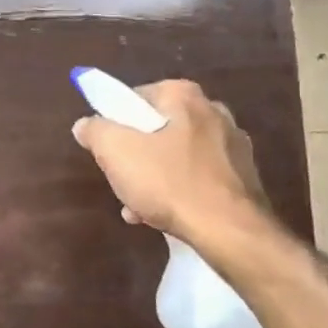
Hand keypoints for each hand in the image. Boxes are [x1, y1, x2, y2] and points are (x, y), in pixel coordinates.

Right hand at [71, 79, 272, 241]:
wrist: (230, 230)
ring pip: (177, 155)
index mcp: (184, 96)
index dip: (114, 122)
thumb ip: (95, 131)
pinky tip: (163, 216)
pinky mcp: (243, 176)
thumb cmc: (170, 182)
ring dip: (154, 177)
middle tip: (122, 179)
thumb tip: (85, 124)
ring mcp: (233, 144)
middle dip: (135, 154)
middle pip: (157, 128)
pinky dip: (179, 190)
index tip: (106, 149)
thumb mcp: (117, 152)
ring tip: (138, 206)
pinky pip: (198, 176)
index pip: (135, 97)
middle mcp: (213, 111)